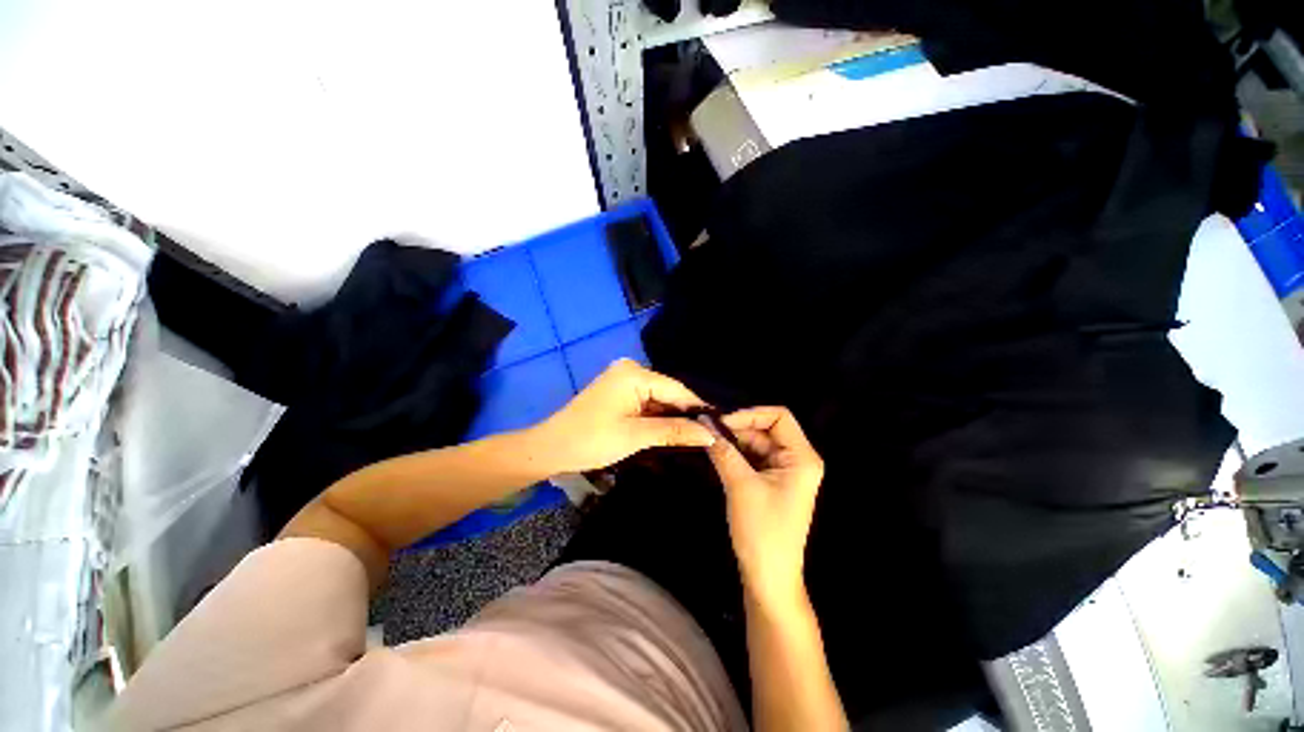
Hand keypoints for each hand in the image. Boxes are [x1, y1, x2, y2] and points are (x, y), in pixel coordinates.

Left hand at [531, 359, 715, 473]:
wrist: (551, 449)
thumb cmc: (592, 440)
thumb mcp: (636, 436)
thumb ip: (675, 431)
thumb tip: (711, 435)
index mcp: (634, 373)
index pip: (676, 388)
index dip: (697, 408)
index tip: (720, 427)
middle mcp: (631, 370)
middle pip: (668, 393)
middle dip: (685, 414)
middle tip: (710, 435)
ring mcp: (624, 381)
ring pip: (659, 400)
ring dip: (672, 418)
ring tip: (697, 436)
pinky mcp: (619, 393)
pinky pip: (646, 403)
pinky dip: (657, 418)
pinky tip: (673, 432)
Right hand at [704, 406, 823, 606]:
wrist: (768, 577)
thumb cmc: (762, 532)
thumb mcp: (740, 486)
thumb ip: (723, 451)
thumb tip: (703, 424)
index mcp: (802, 458)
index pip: (779, 416)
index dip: (750, 414)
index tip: (722, 422)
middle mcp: (797, 459)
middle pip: (766, 428)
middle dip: (738, 428)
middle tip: (708, 431)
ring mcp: (785, 470)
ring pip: (757, 442)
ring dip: (734, 441)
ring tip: (708, 441)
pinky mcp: (772, 481)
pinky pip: (753, 457)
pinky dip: (735, 453)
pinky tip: (717, 454)